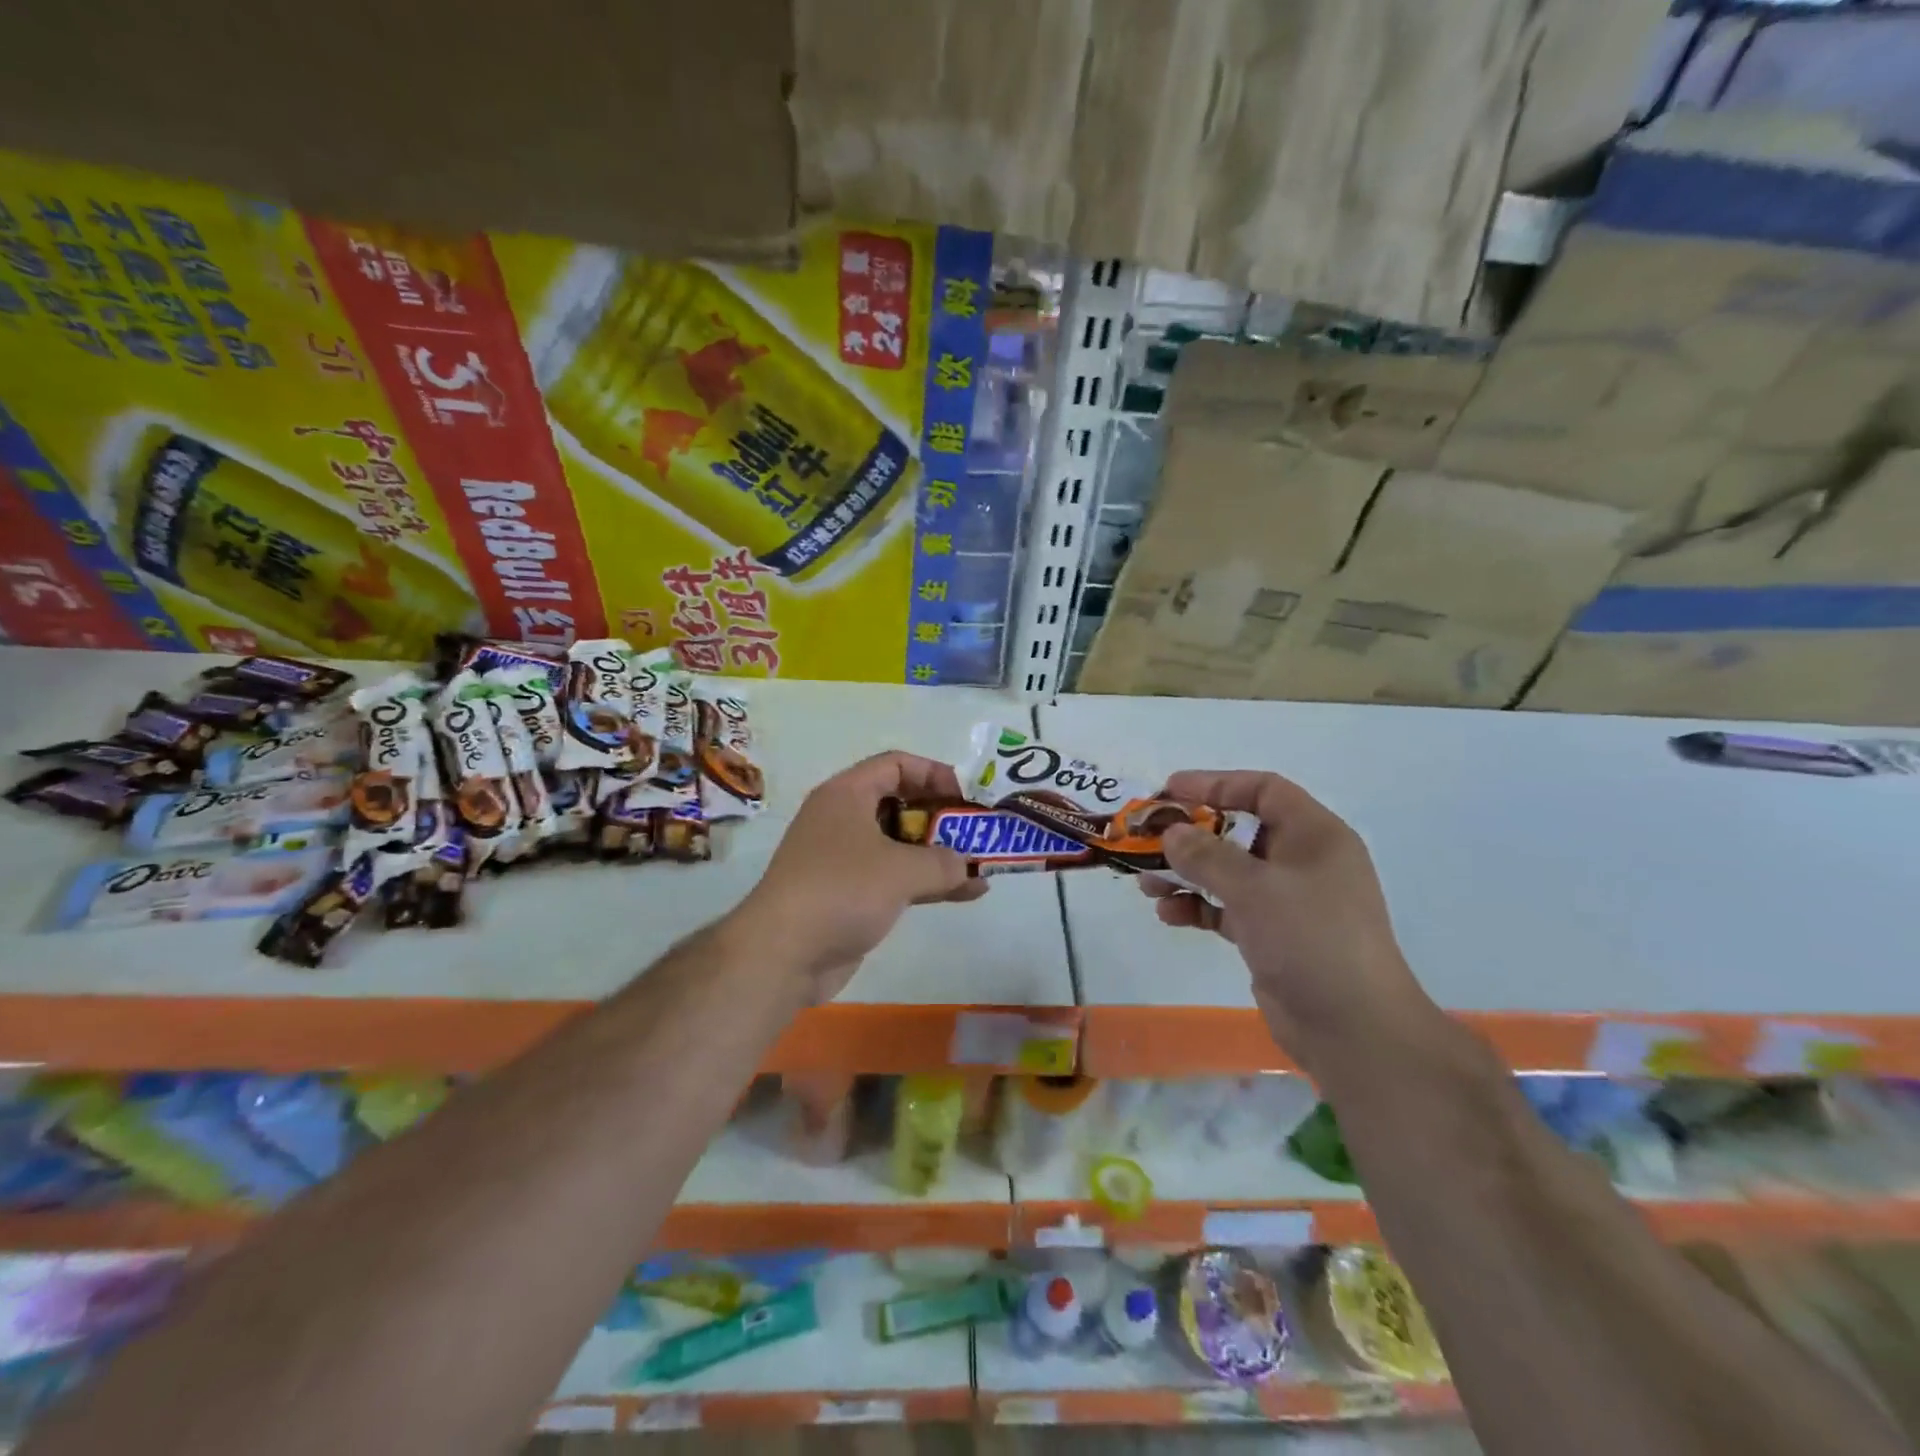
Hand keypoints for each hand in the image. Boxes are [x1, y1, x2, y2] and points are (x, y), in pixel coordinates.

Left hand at [734, 751, 987, 1001]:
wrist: (782, 954)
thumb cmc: (841, 891)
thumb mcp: (901, 870)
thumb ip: (944, 861)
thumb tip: (966, 866)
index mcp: (847, 794)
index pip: (896, 765)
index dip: (935, 773)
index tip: (968, 795)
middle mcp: (844, 819)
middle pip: (901, 804)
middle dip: (944, 817)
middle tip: (979, 831)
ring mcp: (846, 859)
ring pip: (902, 844)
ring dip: (941, 853)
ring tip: (982, 864)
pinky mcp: (850, 894)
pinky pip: (897, 877)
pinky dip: (928, 881)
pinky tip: (968, 893)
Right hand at [1141, 770, 1436, 1075]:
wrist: (1354, 1031)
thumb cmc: (1311, 940)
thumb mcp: (1255, 889)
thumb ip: (1207, 855)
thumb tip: (1171, 832)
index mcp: (1314, 835)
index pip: (1263, 790)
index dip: (1215, 784)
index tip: (1169, 791)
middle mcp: (1302, 861)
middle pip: (1238, 830)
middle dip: (1190, 834)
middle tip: (1147, 838)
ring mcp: (1288, 901)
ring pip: (1227, 872)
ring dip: (1186, 873)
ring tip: (1146, 883)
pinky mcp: (1272, 935)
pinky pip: (1226, 908)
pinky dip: (1197, 907)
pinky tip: (1167, 915)